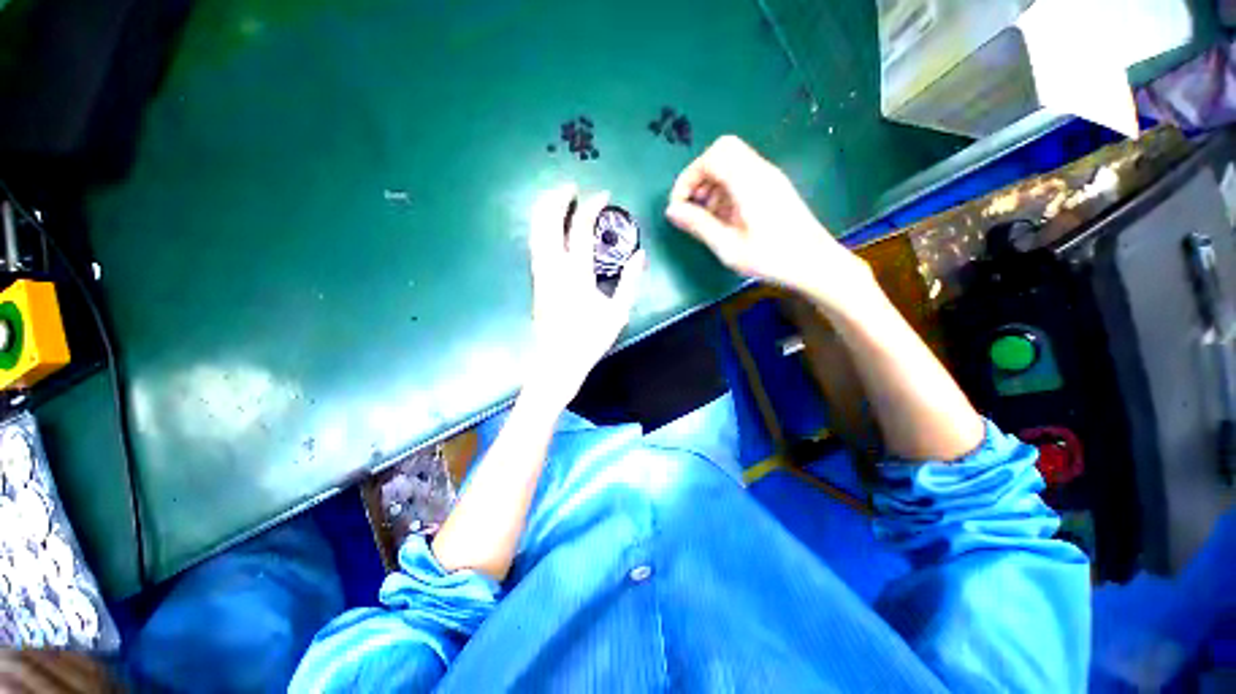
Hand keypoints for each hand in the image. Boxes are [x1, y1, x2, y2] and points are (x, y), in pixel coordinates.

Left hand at [525, 184, 645, 405]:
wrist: (556, 362)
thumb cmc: (589, 340)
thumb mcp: (618, 313)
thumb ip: (629, 282)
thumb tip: (640, 255)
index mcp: (576, 274)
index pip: (580, 228)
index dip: (592, 207)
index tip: (603, 195)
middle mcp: (553, 268)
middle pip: (547, 222)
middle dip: (557, 198)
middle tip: (570, 186)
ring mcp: (540, 274)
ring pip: (535, 232)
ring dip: (544, 209)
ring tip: (556, 198)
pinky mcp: (536, 282)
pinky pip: (534, 245)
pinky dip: (540, 227)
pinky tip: (547, 227)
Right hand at [665, 135, 869, 311]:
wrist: (816, 264)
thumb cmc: (772, 259)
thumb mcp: (729, 247)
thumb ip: (699, 225)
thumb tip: (671, 211)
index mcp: (749, 183)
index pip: (712, 156)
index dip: (689, 177)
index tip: (679, 206)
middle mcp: (760, 171)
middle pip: (722, 152)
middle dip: (699, 177)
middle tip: (692, 208)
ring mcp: (769, 178)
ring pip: (732, 163)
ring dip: (711, 186)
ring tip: (707, 220)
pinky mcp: (773, 188)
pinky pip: (742, 177)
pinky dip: (725, 192)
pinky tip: (725, 220)